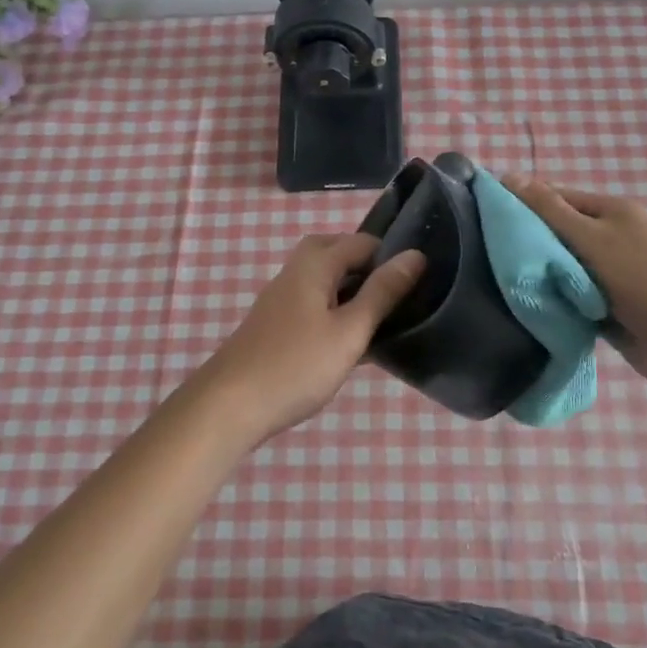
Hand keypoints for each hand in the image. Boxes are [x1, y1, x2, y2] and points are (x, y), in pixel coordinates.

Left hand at [194, 233, 426, 441]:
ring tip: (379, 320)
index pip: (361, 241)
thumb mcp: (350, 331)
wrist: (229, 405)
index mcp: (314, 264)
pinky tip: (348, 343)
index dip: (390, 255)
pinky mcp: (274, 324)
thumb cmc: (296, 365)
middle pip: (336, 252)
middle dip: (367, 268)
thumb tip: (415, 255)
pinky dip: (334, 311)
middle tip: (395, 297)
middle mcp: (295, 272)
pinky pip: (313, 303)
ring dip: (351, 291)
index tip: (417, 282)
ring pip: (323, 280)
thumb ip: (382, 293)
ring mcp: (281, 299)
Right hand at [503, 176, 646, 398]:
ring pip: (563, 269)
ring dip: (540, 276)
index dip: (522, 203)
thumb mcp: (592, 237)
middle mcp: (612, 238)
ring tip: (496, 280)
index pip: (556, 197)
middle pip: (558, 234)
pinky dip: (555, 301)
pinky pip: (572, 298)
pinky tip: (525, 306)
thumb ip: (549, 210)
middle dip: (528, 243)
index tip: (484, 216)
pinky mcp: (609, 309)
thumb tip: (508, 175)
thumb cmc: (642, 280)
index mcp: (612, 211)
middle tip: (483, 253)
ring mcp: (612, 275)